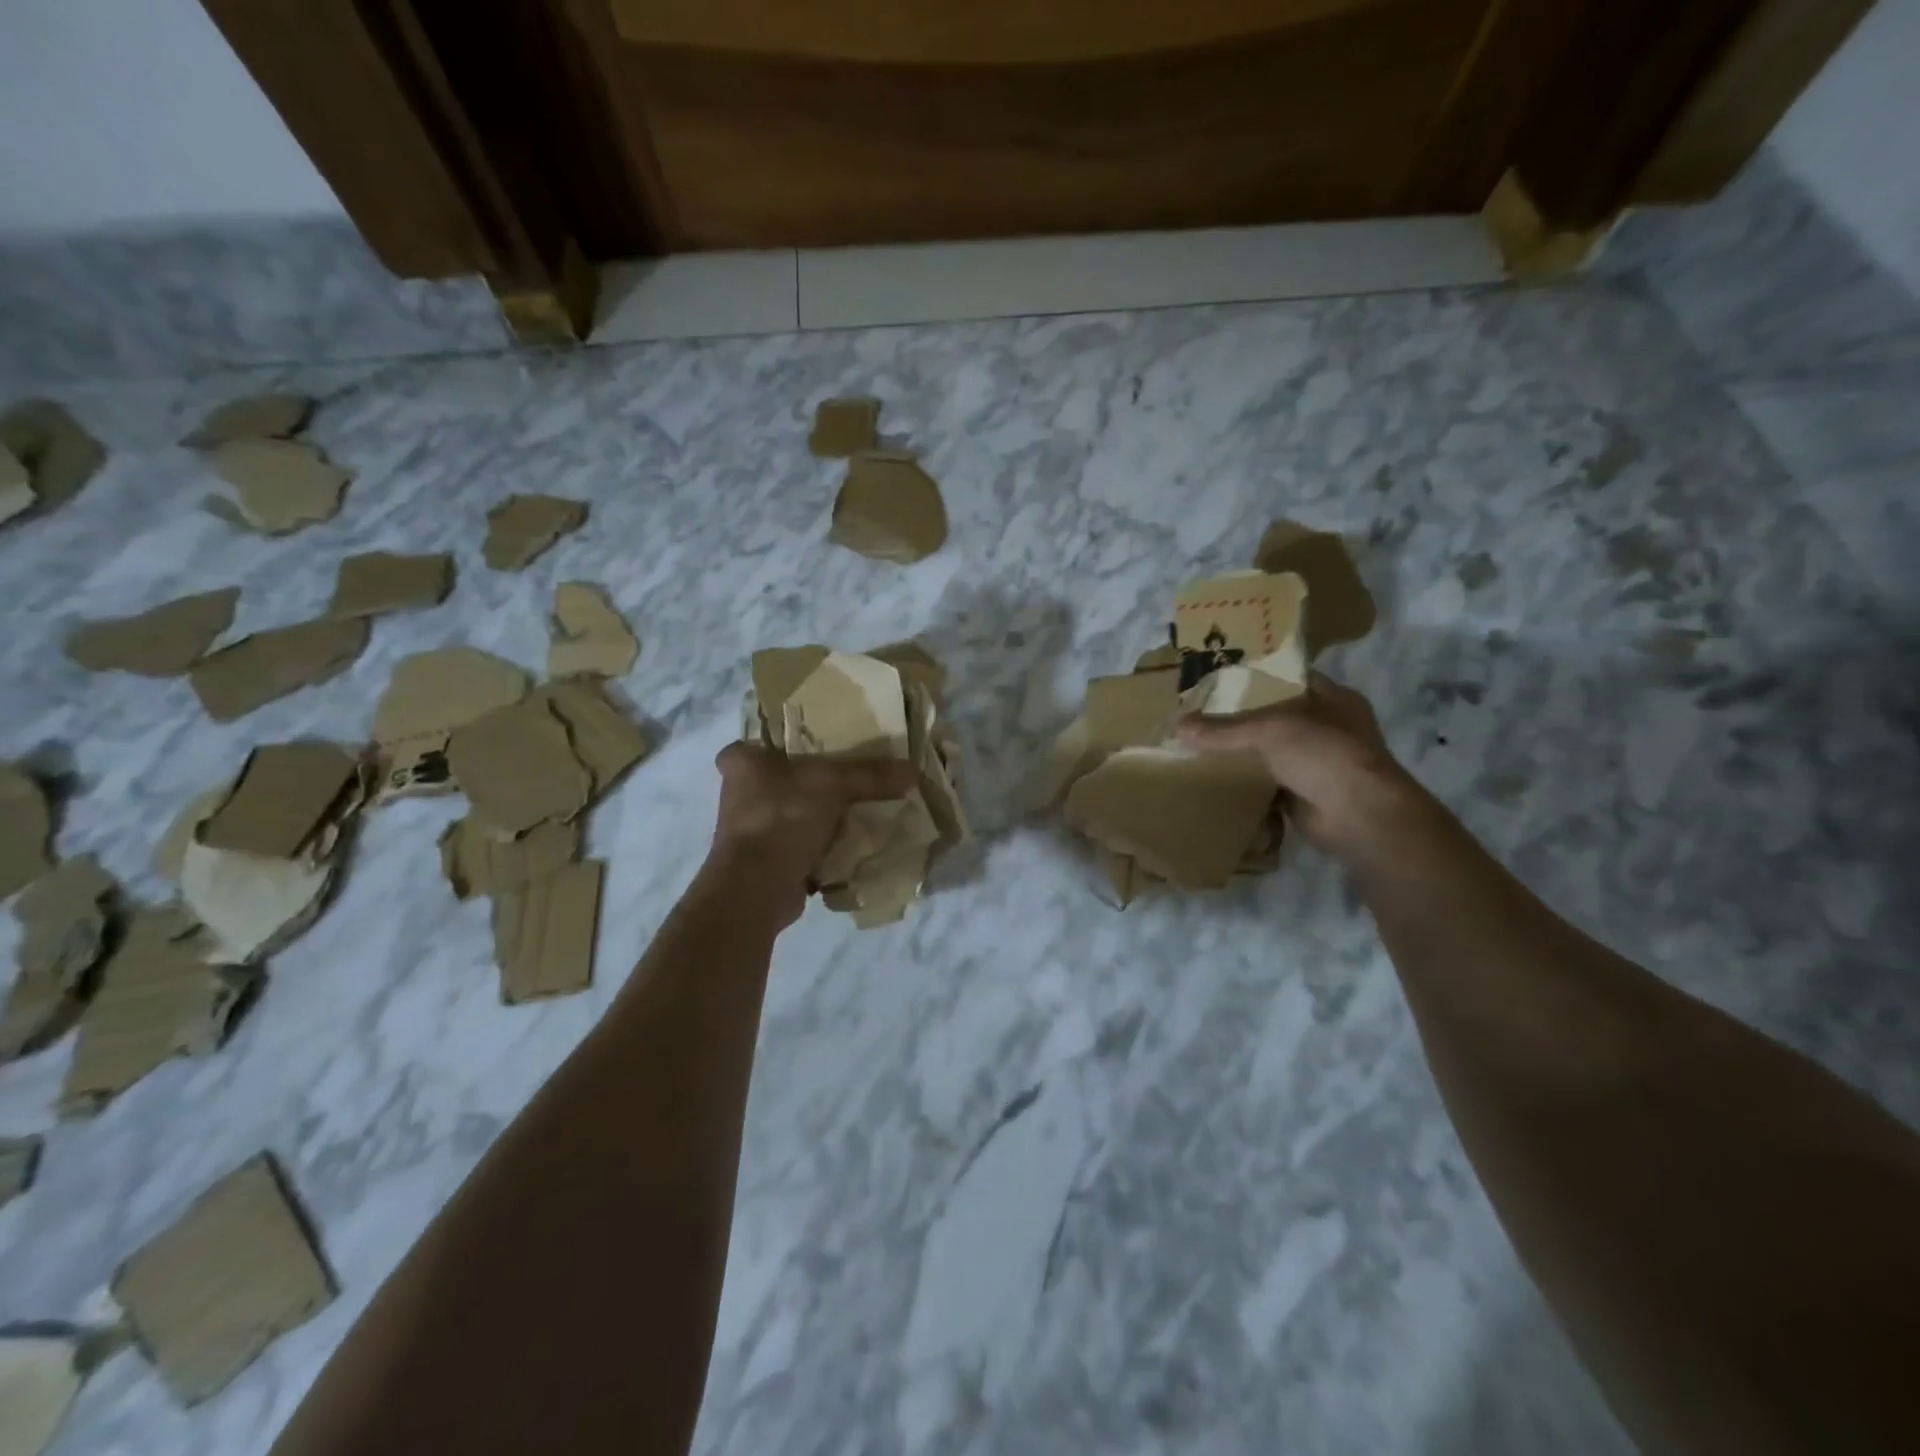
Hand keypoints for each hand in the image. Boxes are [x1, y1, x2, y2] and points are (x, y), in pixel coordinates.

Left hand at [707, 743, 917, 926]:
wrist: (757, 887)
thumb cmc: (782, 818)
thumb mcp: (834, 785)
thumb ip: (872, 775)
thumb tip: (914, 770)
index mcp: (742, 761)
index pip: (766, 737)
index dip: (794, 739)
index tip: (822, 743)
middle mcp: (740, 793)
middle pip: (786, 777)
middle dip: (816, 780)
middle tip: (853, 775)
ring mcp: (751, 830)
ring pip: (795, 811)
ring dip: (821, 814)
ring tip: (860, 808)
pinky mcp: (765, 860)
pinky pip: (802, 843)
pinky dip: (823, 844)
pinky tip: (852, 841)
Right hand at [1178, 673, 1428, 859]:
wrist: (1359, 817)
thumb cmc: (1323, 755)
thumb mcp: (1268, 731)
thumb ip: (1223, 729)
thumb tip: (1178, 726)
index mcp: (1333, 698)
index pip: (1288, 679)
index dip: (1255, 679)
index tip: (1218, 683)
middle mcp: (1330, 728)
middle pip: (1276, 718)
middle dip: (1241, 720)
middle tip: (1200, 717)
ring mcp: (1320, 764)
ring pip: (1271, 753)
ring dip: (1243, 755)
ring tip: (1199, 748)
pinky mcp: (1306, 795)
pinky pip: (1268, 785)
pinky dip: (1247, 785)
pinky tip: (1215, 782)